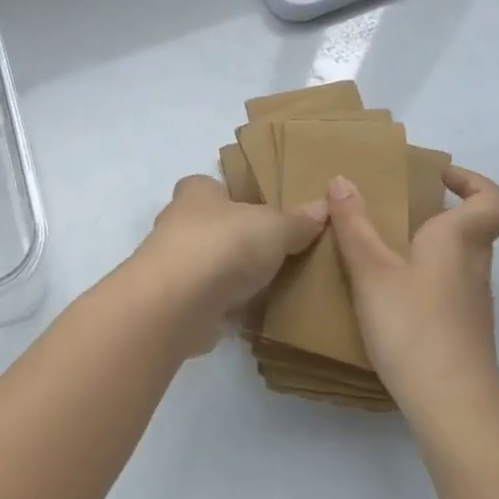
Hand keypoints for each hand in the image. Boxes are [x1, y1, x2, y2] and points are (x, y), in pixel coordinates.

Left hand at [126, 175, 327, 354]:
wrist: (177, 303)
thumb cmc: (223, 246)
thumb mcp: (273, 227)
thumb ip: (297, 220)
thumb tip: (323, 206)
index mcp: (196, 193)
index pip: (209, 185)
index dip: (230, 193)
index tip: (258, 206)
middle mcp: (178, 224)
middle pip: (209, 225)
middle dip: (234, 236)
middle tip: (275, 248)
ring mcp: (174, 266)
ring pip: (208, 264)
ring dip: (231, 274)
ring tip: (273, 282)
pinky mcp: (179, 303)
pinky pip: (210, 300)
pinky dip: (228, 305)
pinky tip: (256, 313)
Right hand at [326, 165, 498, 403]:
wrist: (451, 402)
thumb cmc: (413, 324)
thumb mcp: (371, 269)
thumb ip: (354, 224)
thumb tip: (341, 180)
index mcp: (459, 241)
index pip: (493, 201)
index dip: (473, 182)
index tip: (437, 177)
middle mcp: (474, 266)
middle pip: (472, 228)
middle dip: (437, 212)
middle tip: (393, 209)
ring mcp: (472, 302)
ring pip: (458, 259)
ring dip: (427, 246)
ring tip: (379, 249)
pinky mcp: (462, 329)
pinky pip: (446, 287)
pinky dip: (422, 278)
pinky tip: (387, 294)